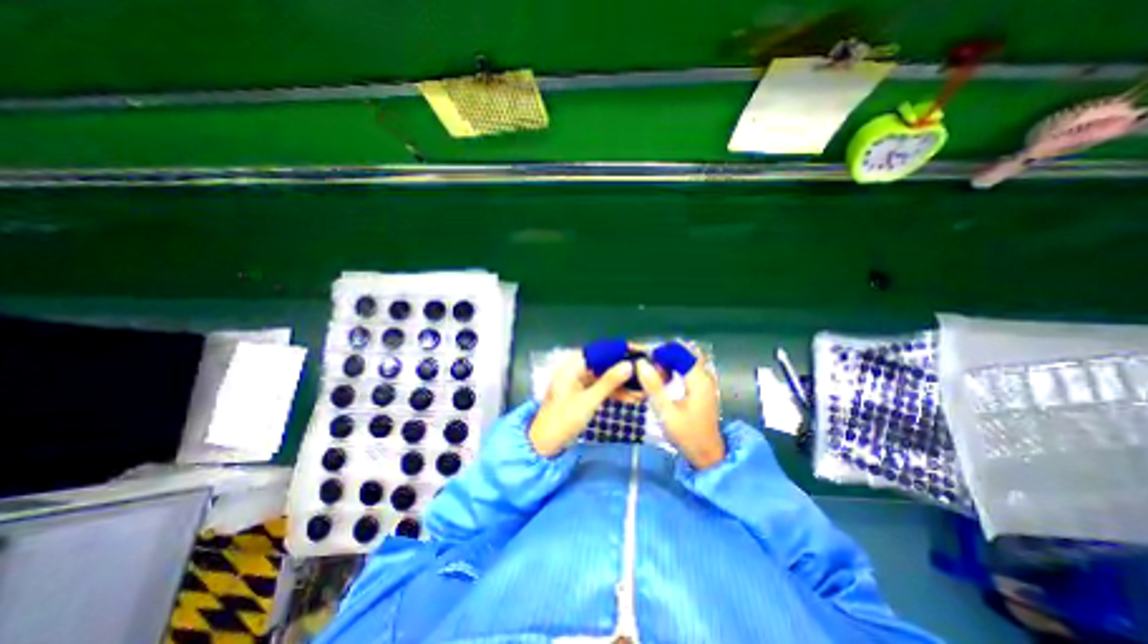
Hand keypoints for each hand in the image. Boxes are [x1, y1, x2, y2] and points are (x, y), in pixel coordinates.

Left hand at [532, 353, 636, 458]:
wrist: (545, 445)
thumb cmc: (562, 421)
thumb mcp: (588, 402)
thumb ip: (608, 382)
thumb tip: (629, 365)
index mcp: (571, 366)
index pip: (599, 351)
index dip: (620, 350)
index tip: (641, 352)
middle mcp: (575, 370)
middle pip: (604, 363)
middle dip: (624, 368)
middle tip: (647, 370)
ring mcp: (579, 382)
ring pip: (605, 377)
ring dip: (622, 382)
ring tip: (644, 387)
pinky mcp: (583, 394)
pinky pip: (602, 388)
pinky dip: (615, 392)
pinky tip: (633, 397)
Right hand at [632, 352, 718, 468]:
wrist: (706, 453)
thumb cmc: (686, 434)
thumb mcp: (666, 411)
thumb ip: (653, 386)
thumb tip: (641, 363)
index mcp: (698, 380)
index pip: (679, 352)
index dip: (661, 351)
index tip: (643, 357)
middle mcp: (705, 376)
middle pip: (684, 352)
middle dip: (665, 354)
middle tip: (646, 364)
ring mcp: (705, 381)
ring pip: (686, 360)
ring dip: (669, 361)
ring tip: (652, 371)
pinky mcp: (702, 387)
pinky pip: (688, 369)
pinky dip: (675, 368)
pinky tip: (663, 378)